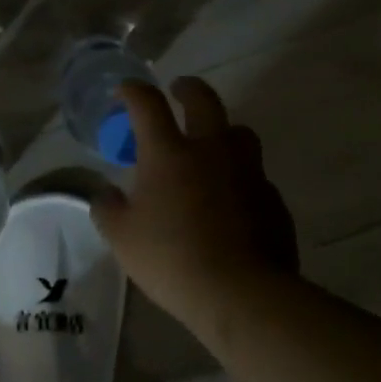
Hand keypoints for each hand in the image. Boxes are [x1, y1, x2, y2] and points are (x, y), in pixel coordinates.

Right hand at [92, 78, 297, 329]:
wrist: (242, 292)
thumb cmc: (172, 259)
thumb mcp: (122, 239)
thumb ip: (109, 210)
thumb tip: (108, 194)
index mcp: (169, 153)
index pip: (148, 105)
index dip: (134, 91)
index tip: (126, 90)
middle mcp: (211, 150)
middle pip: (204, 100)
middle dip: (188, 88)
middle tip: (179, 90)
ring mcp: (248, 172)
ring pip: (239, 133)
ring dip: (223, 130)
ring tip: (212, 145)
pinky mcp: (272, 199)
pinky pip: (255, 176)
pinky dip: (241, 177)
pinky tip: (232, 200)